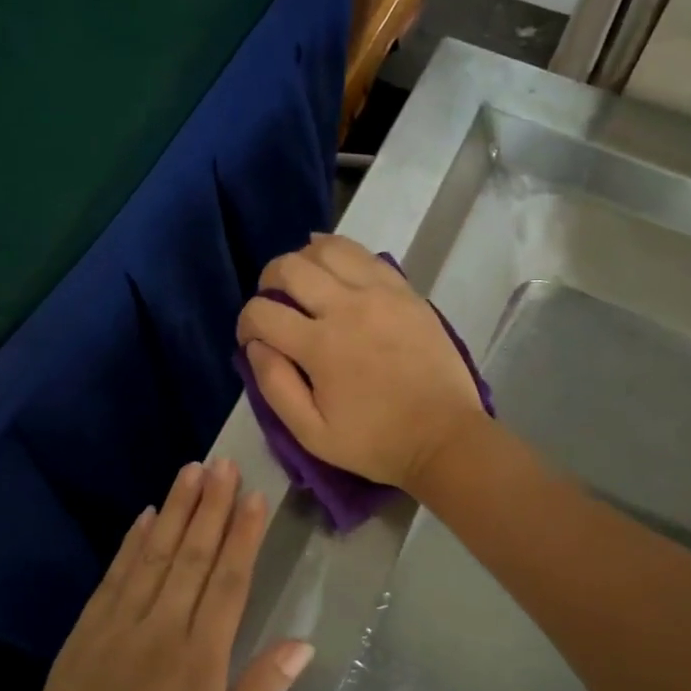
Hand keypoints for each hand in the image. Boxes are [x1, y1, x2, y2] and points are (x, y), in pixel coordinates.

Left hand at [0, 459, 311, 690]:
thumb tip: (303, 642)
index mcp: (200, 663)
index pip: (229, 582)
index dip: (243, 536)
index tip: (254, 496)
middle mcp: (160, 632)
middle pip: (192, 556)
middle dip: (210, 506)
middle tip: (223, 463)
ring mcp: (117, 629)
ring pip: (154, 556)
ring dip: (174, 511)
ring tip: (191, 471)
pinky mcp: (85, 635)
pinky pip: (114, 578)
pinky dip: (131, 544)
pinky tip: (145, 517)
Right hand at [235, 234, 485, 491]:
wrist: (444, 437)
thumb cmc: (375, 442)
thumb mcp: (312, 434)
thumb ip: (275, 386)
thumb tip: (255, 346)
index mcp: (321, 346)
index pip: (262, 311)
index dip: (246, 323)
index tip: (252, 339)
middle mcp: (347, 307)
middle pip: (290, 267)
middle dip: (268, 281)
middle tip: (273, 303)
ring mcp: (381, 293)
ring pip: (328, 248)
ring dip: (304, 260)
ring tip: (303, 283)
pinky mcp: (406, 291)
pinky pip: (365, 255)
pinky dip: (341, 255)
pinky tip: (334, 270)